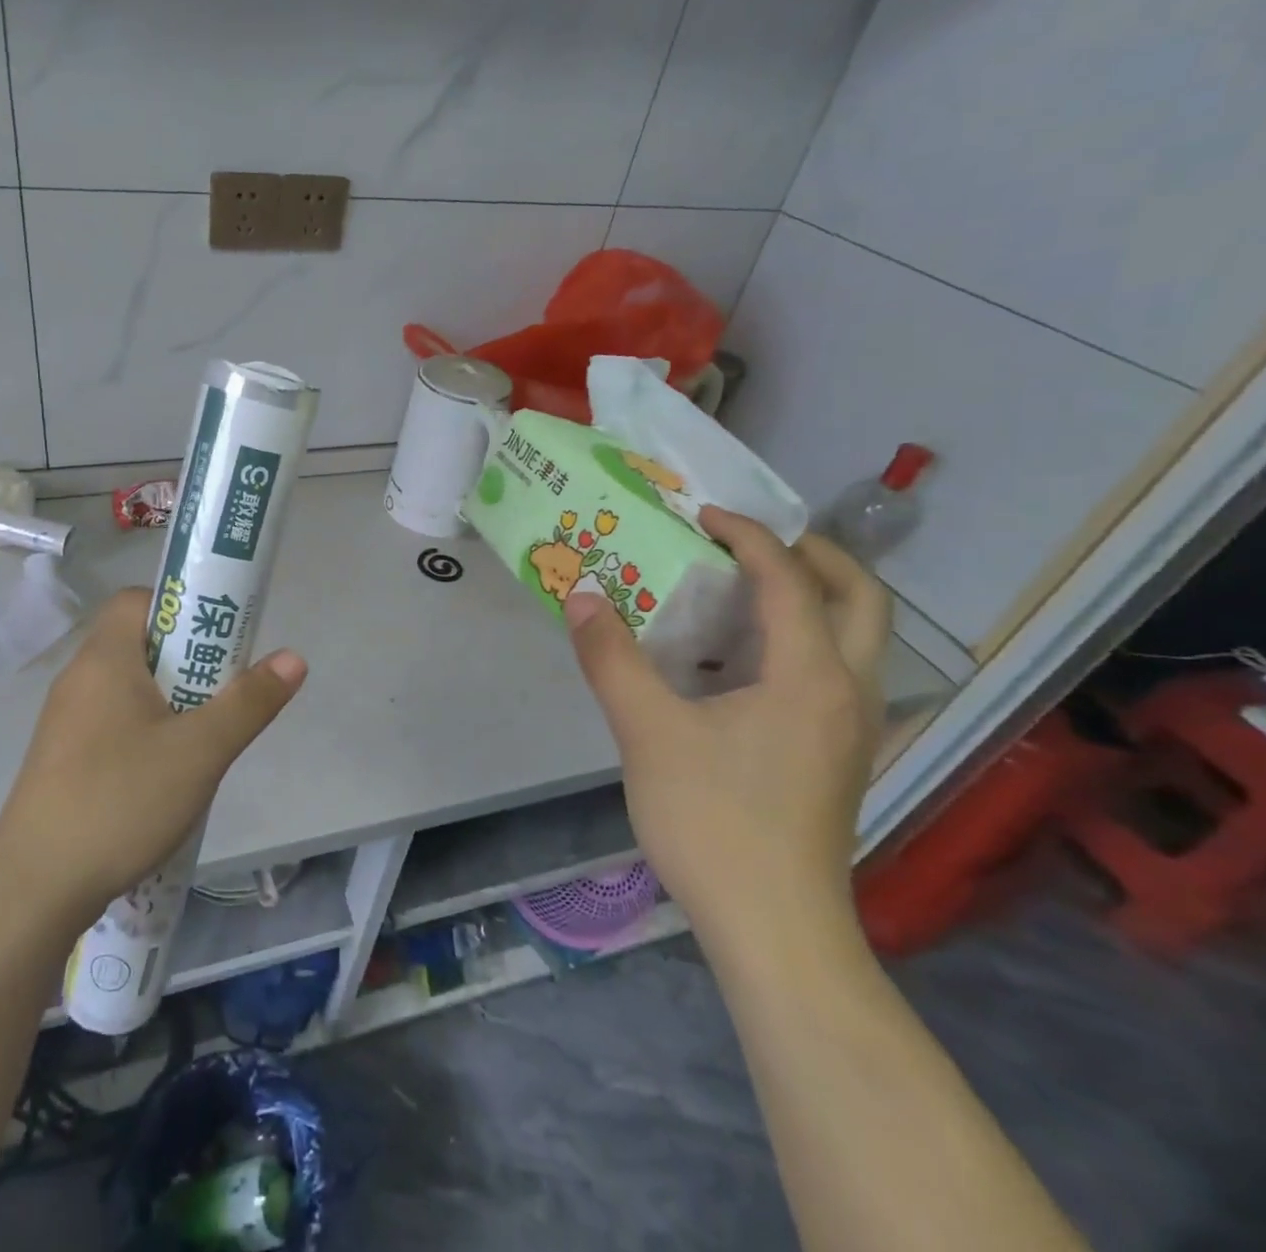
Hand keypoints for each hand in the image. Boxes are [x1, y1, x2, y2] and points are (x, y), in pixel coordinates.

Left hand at [0, 587, 306, 929]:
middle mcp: (78, 679)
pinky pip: (112, 722)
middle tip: (221, 693)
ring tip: (202, 738)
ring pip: (128, 688)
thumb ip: (249, 702)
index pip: (138, 600)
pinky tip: (165, 775)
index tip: (217, 641)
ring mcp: (65, 721)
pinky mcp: (61, 759)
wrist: (34, 888)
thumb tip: (294, 658)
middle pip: (138, 643)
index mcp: (104, 659)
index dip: (181, 609)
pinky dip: (144, 731)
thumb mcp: (200, 752)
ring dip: (169, 701)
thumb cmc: (121, 801)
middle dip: (187, 661)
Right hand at [563, 507, 889, 958]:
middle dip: (813, 555)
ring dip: (814, 597)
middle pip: (862, 599)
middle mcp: (849, 692)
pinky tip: (743, 663)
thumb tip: (581, 596)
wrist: (774, 928)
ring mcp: (852, 729)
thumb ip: (611, 658)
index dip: (748, 537)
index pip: (790, 580)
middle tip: (753, 541)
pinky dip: (804, 640)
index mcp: (811, 675)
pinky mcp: (838, 757)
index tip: (701, 515)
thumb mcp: (647, 731)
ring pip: (858, 638)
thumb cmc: (714, 821)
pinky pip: (836, 672)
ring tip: (747, 589)